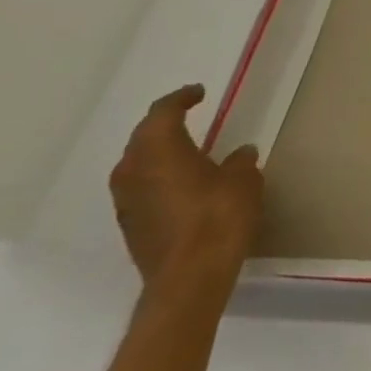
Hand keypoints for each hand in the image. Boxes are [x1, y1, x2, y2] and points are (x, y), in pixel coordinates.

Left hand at [109, 84, 262, 300]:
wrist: (189, 276)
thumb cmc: (218, 217)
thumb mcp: (244, 181)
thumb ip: (241, 162)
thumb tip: (240, 153)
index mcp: (159, 150)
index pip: (162, 112)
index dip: (181, 99)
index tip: (199, 93)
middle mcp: (133, 170)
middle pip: (143, 136)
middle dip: (164, 124)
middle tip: (189, 116)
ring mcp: (126, 199)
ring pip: (137, 163)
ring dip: (158, 152)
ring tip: (184, 149)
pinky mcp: (129, 223)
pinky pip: (141, 186)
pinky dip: (158, 177)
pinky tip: (180, 183)